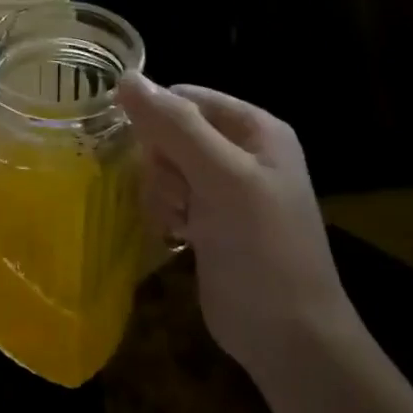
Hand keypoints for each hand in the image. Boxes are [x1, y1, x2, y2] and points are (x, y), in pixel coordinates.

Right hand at [116, 77, 360, 377]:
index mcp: (255, 129)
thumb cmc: (262, 247)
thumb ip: (175, 127)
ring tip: (181, 223)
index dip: (157, 120)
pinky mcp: (207, 221)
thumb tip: (125, 79)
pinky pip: (166, 198)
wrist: (286, 332)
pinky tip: (178, 236)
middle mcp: (239, 153)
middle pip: (168, 134)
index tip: (147, 154)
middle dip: (160, 165)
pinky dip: (163, 214)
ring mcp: (223, 190)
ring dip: (160, 194)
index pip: (184, 98)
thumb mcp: (221, 178)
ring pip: (161, 168)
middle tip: (179, 197)